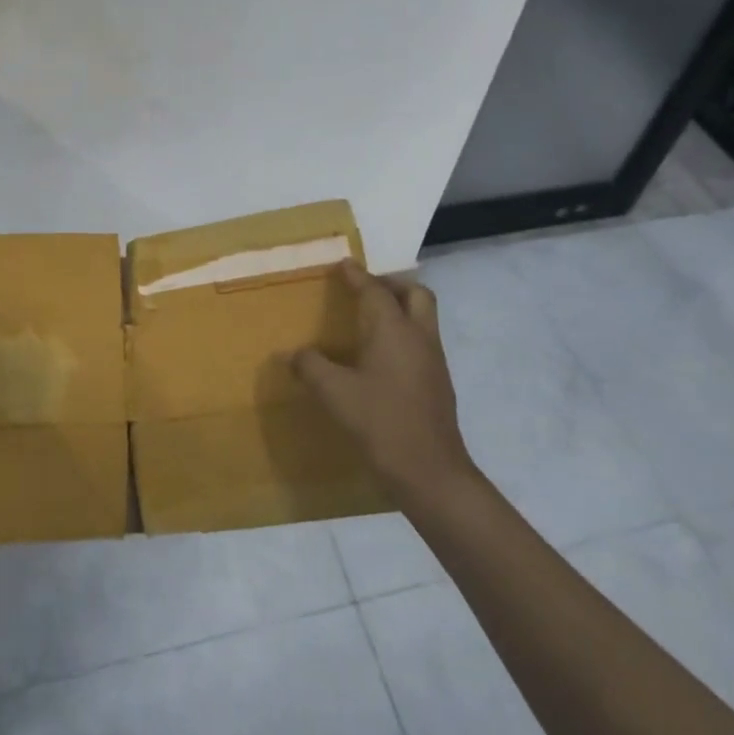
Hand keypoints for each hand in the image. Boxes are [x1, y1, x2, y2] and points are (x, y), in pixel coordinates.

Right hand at [292, 261, 474, 495]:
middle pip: (416, 294)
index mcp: (393, 330)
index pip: (375, 290)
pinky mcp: (439, 383)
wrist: (430, 471)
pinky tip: (383, 357)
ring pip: (424, 318)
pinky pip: (423, 342)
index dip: (358, 275)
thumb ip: (311, 367)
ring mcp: (434, 360)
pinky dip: (405, 334)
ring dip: (402, 309)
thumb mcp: (334, 393)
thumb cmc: (380, 422)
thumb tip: (294, 354)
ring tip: (372, 321)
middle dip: (393, 285)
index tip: (345, 263)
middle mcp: (419, 337)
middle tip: (367, 290)